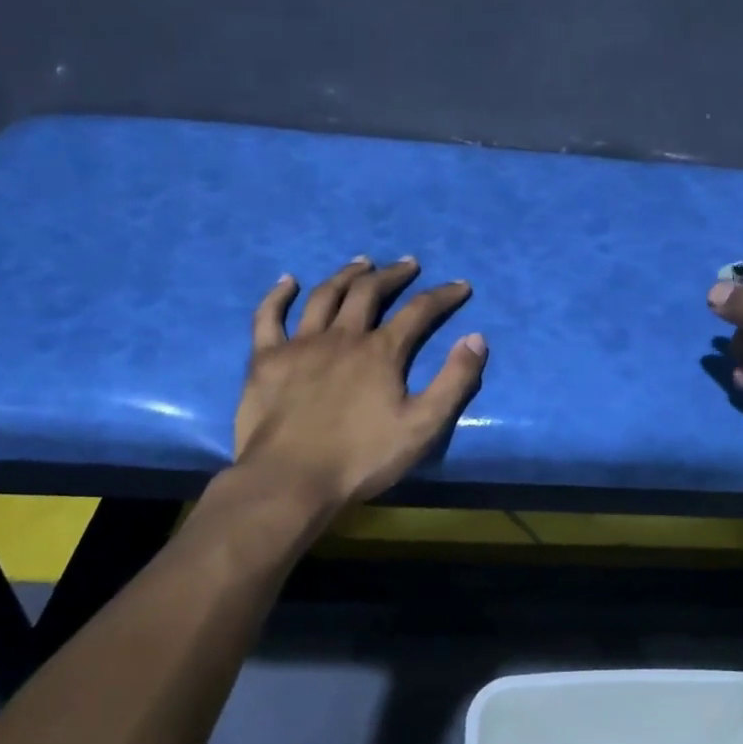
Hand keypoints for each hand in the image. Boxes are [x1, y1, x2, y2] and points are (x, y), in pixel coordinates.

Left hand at [230, 258, 486, 507]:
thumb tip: (476, 338)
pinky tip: (288, 281)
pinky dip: (278, 295)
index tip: (460, 286)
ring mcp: (300, 344)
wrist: (290, 481)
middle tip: (408, 264)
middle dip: (393, 275)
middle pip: (370, 292)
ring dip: (346, 275)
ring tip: (361, 262)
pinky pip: (269, 317)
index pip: (419, 311)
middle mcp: (342, 336)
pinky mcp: (266, 360)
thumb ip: (454, 381)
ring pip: (325, 296)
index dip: (443, 295)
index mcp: (381, 351)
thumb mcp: (423, 426)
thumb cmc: (361, 458)